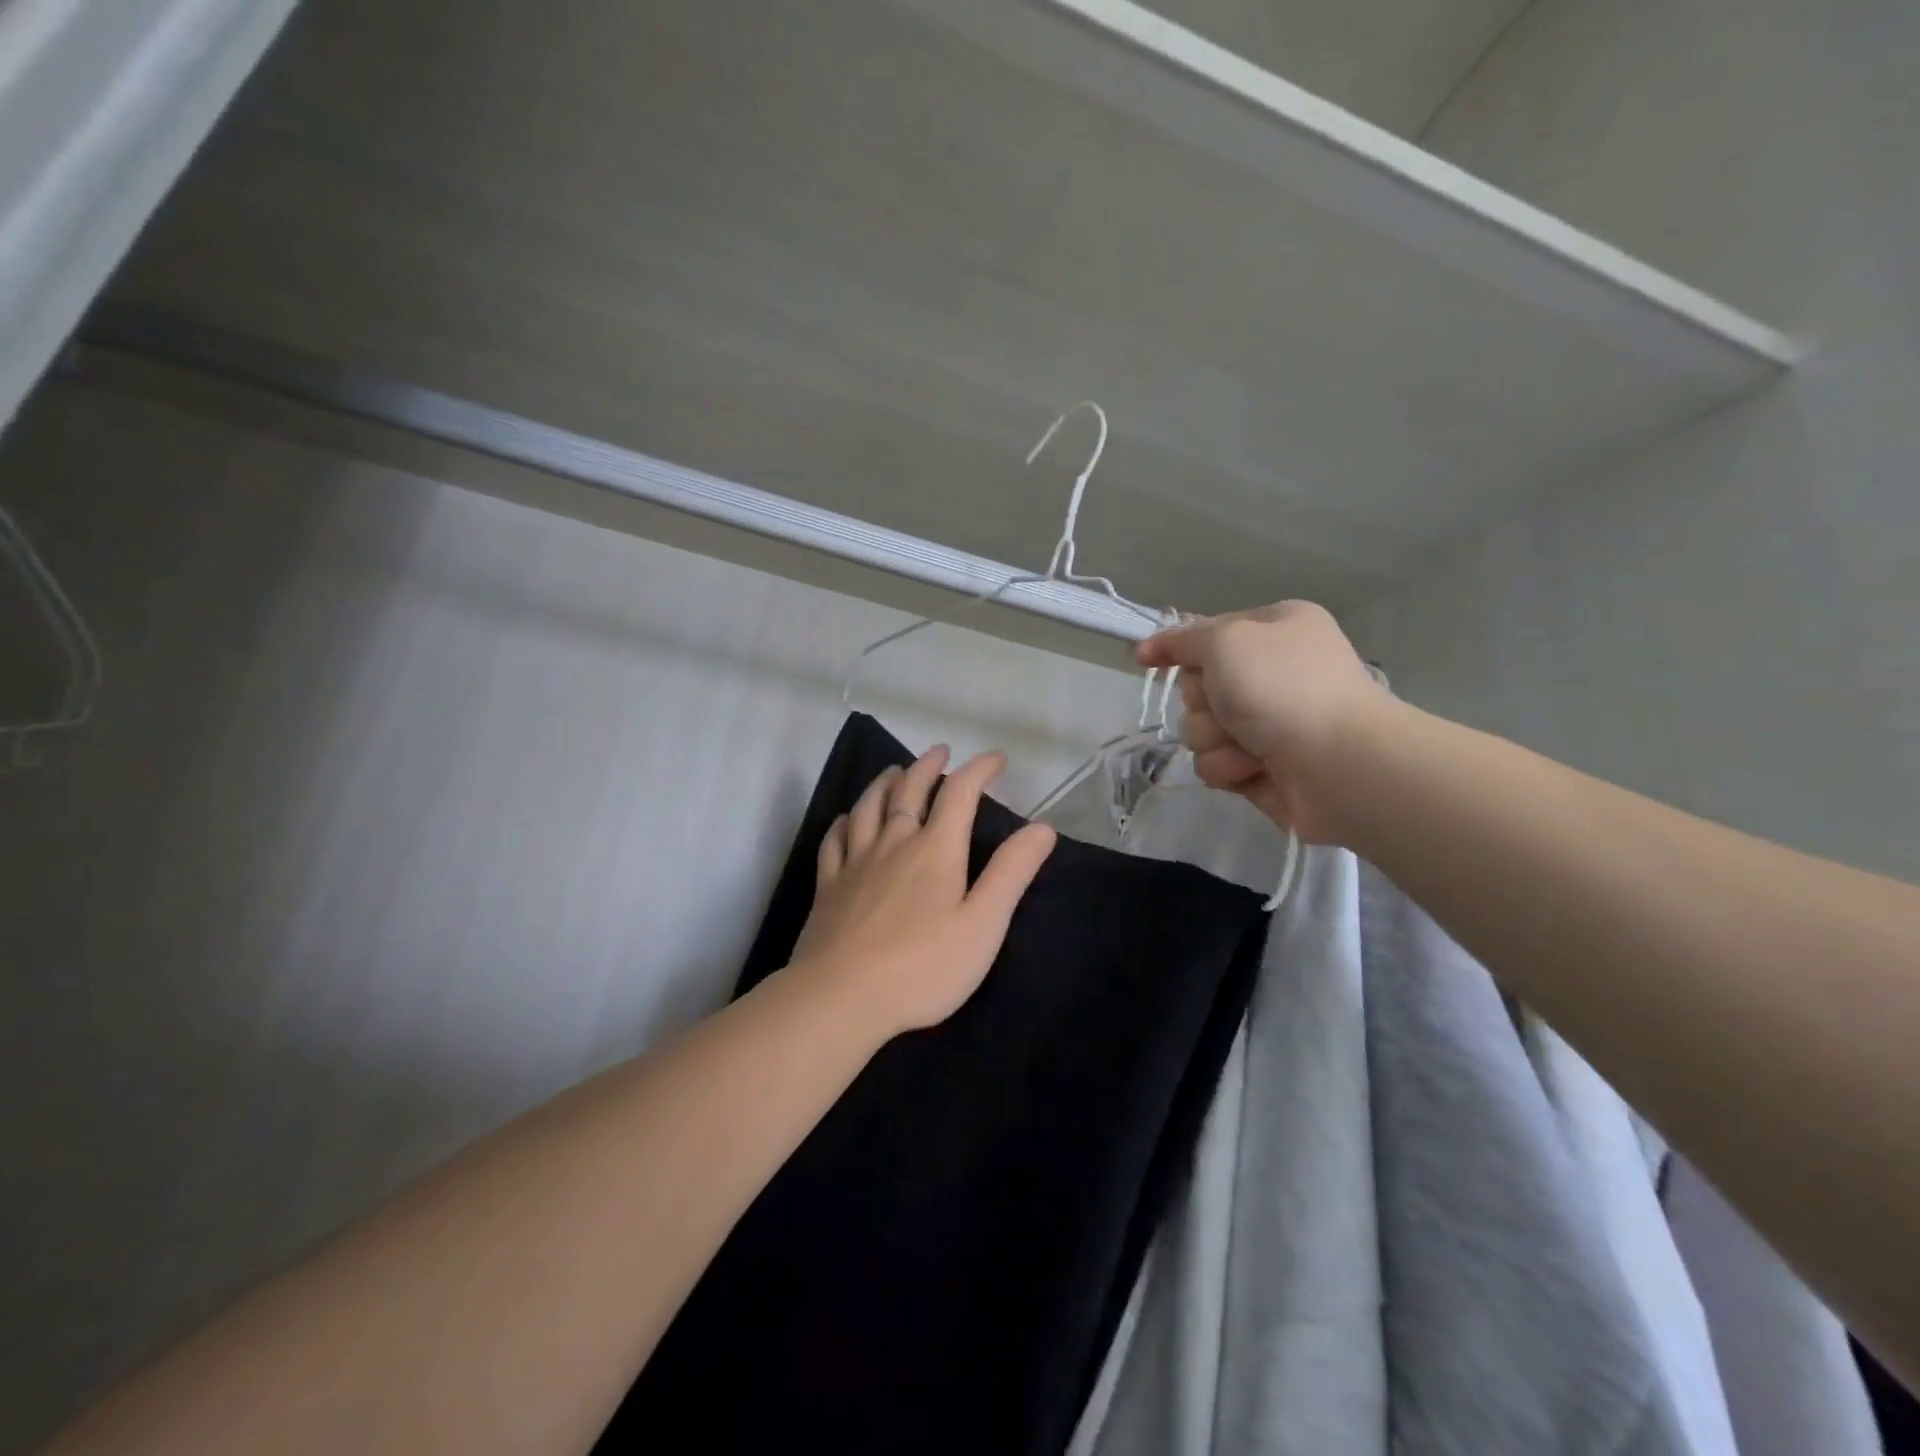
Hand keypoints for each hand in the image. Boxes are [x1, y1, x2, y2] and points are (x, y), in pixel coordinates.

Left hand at [788, 745, 1057, 1040]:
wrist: (841, 996)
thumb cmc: (922, 966)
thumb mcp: (983, 923)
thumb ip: (1011, 873)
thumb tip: (1042, 827)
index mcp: (935, 849)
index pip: (960, 793)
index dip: (979, 770)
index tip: (996, 759)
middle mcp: (894, 843)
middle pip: (909, 790)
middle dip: (928, 766)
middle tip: (940, 752)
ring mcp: (855, 862)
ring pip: (868, 807)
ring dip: (885, 782)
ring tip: (894, 771)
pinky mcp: (828, 886)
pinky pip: (834, 840)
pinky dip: (844, 822)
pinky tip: (846, 820)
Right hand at [1136, 601, 1388, 844]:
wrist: (1339, 765)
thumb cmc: (1283, 688)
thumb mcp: (1226, 641)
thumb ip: (1185, 639)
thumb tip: (1153, 646)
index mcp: (1275, 629)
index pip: (1207, 633)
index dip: (1175, 647)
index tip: (1145, 659)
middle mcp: (1273, 672)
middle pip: (1199, 686)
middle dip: (1203, 703)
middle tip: (1227, 707)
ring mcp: (1270, 721)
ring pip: (1202, 729)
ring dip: (1214, 738)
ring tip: (1248, 746)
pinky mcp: (1264, 765)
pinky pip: (1217, 763)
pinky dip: (1229, 767)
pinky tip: (1255, 769)